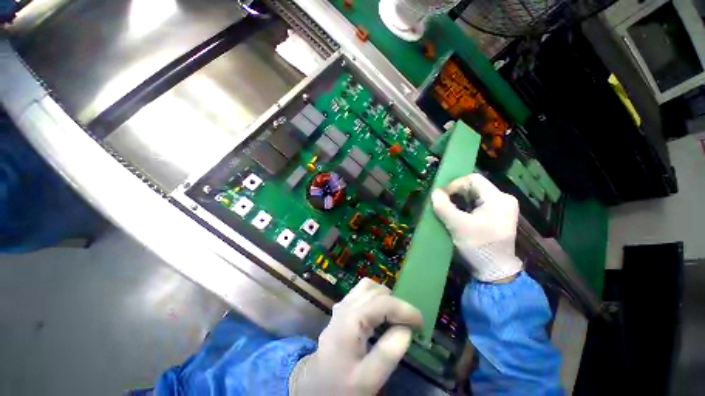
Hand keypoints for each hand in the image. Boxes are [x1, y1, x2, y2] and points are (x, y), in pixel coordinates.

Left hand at [289, 278, 422, 395]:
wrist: (313, 388)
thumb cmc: (339, 386)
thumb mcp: (368, 379)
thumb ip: (389, 353)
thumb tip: (406, 329)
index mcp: (351, 320)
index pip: (384, 303)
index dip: (405, 309)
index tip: (421, 322)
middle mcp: (345, 306)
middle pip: (375, 290)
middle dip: (395, 302)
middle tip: (408, 321)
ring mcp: (341, 306)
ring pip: (367, 287)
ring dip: (384, 297)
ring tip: (395, 315)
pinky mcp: (341, 310)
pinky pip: (360, 293)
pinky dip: (374, 298)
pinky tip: (378, 315)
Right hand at [431, 173, 522, 282]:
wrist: (495, 272)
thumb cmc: (479, 247)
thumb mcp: (458, 226)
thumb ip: (444, 207)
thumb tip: (434, 192)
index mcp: (498, 198)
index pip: (473, 179)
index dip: (454, 184)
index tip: (441, 197)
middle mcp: (503, 199)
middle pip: (473, 187)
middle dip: (455, 193)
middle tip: (442, 203)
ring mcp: (500, 208)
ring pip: (474, 196)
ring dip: (458, 201)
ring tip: (446, 209)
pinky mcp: (496, 216)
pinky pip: (476, 204)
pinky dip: (464, 207)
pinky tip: (456, 215)